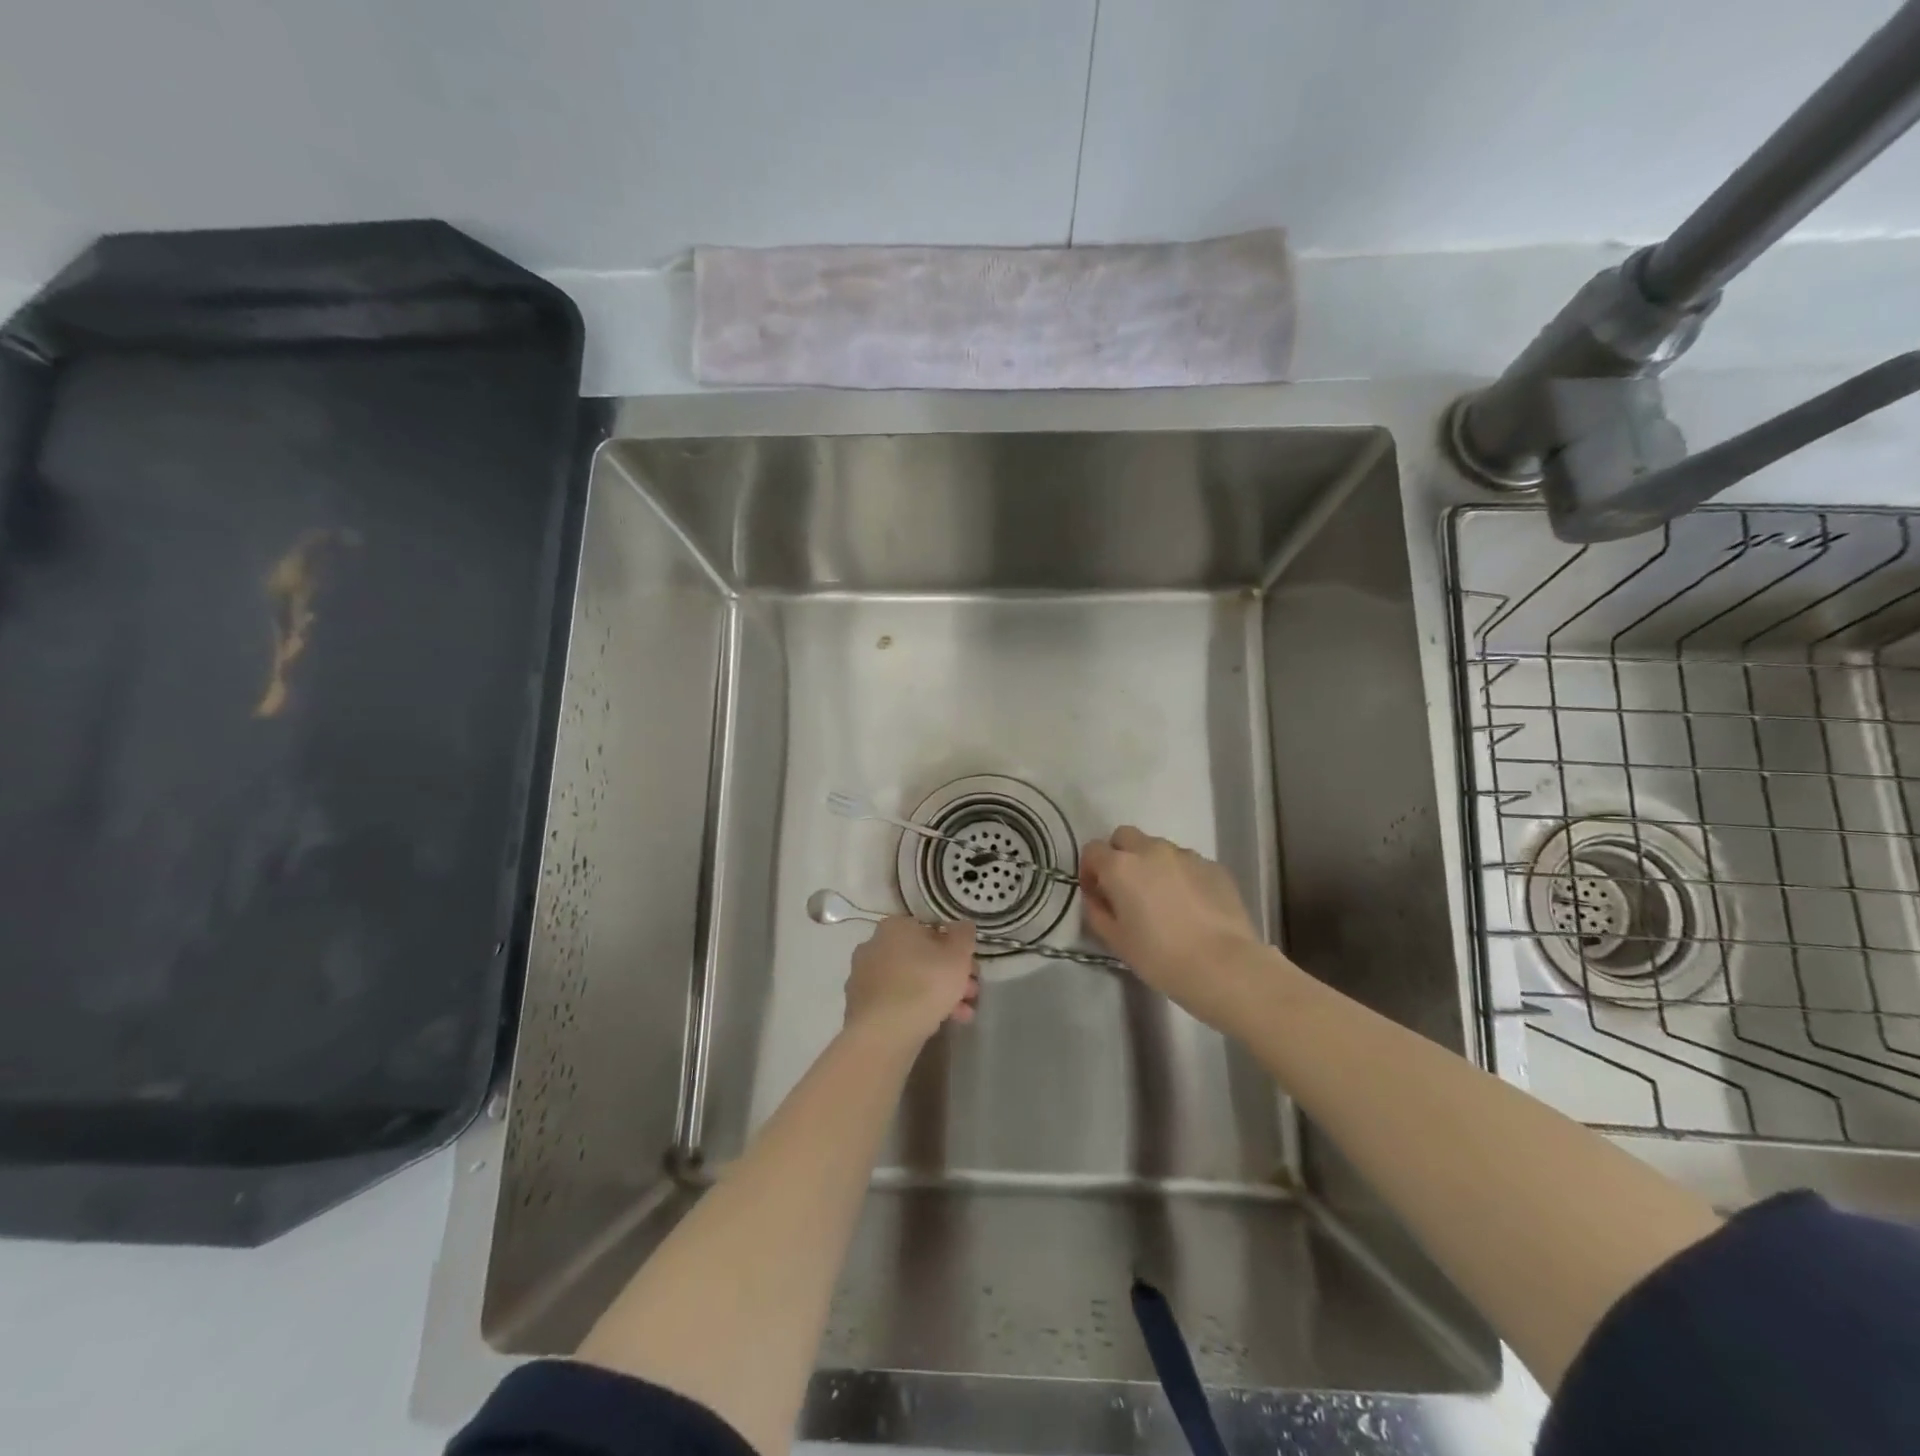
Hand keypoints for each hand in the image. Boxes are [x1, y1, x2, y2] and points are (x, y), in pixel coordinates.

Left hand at [844, 917, 980, 1045]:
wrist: (884, 1033)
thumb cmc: (925, 984)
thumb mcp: (958, 954)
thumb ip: (964, 935)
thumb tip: (962, 926)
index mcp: (895, 926)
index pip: (931, 929)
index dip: (955, 948)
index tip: (970, 967)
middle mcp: (874, 945)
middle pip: (921, 957)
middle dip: (949, 975)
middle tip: (970, 993)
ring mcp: (863, 977)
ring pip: (910, 981)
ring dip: (938, 994)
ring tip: (963, 1015)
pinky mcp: (860, 1006)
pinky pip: (896, 1001)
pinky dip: (917, 1008)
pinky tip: (940, 1024)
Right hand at [1080, 826, 1263, 1025]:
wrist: (1224, 966)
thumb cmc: (1161, 956)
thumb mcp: (1116, 941)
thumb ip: (1097, 912)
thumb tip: (1096, 898)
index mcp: (1121, 866)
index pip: (1093, 850)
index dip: (1090, 871)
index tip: (1097, 894)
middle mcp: (1151, 850)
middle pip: (1124, 837)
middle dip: (1119, 855)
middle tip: (1126, 889)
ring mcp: (1186, 855)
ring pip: (1158, 848)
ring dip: (1151, 864)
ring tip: (1162, 899)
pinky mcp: (1213, 866)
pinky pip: (1187, 863)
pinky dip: (1180, 875)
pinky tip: (1190, 905)